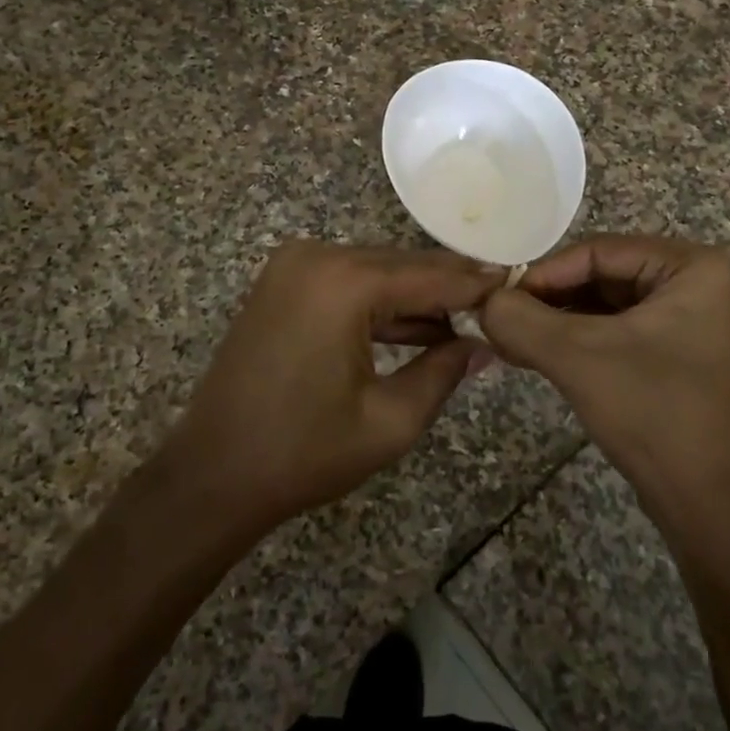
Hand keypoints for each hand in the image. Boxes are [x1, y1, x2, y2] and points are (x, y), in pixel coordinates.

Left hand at [154, 240, 500, 537]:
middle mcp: (317, 256)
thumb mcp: (389, 421)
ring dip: (415, 298)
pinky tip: (416, 329)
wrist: (212, 474)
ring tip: (463, 324)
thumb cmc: (303, 453)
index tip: (518, 286)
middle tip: (497, 307)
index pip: (430, 276)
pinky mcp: (281, 283)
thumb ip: (445, 372)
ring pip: (375, 272)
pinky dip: (379, 304)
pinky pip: (346, 283)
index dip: (477, 285)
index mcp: (344, 282)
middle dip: (449, 289)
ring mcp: (293, 266)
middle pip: (402, 266)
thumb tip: (483, 345)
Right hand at [480, 235, 729, 519]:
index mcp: (691, 267)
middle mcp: (694, 284)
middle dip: (547, 300)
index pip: (598, 251)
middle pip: (600, 275)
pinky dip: (574, 341)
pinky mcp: (673, 354)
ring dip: (555, 322)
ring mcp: (686, 321)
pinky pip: (614, 332)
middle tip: (497, 320)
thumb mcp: (579, 357)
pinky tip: (532, 354)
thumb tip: (480, 301)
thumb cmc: (654, 413)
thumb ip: (521, 320)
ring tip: (507, 340)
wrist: (711, 506)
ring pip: (603, 305)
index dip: (543, 273)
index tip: (497, 299)